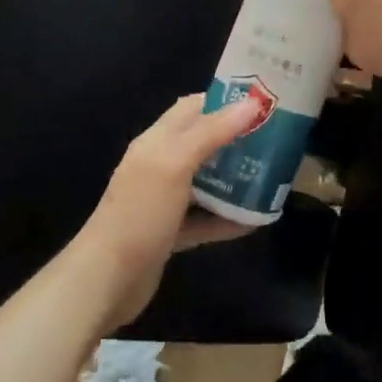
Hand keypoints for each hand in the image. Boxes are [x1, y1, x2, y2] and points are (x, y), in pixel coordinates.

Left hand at [74, 94, 259, 328]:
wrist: (106, 280)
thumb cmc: (140, 213)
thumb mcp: (175, 164)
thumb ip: (212, 132)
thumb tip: (251, 103)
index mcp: (157, 141)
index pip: (193, 107)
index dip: (225, 100)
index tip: (262, 103)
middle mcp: (160, 165)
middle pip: (203, 143)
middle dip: (236, 140)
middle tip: (275, 141)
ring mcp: (163, 201)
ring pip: (205, 181)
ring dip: (234, 179)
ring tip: (270, 176)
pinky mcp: (169, 233)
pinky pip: (203, 218)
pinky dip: (226, 218)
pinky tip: (255, 221)